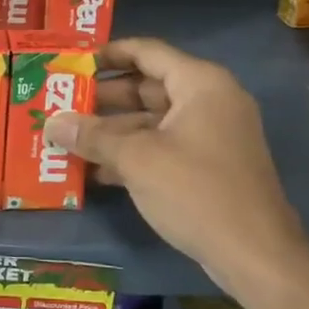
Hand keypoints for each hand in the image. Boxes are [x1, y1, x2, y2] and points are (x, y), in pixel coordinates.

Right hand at [42, 38, 308, 289]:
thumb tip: (52, 122)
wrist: (255, 255)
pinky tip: (95, 171)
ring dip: (113, 130)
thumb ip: (92, 136)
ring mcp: (212, 135)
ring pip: (152, 121)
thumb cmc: (196, 191)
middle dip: (103, 98)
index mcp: (200, 84)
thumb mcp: (136, 159)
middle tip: (61, 104)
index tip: (73, 64)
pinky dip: (133, 153)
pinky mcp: (209, 166)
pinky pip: (164, 147)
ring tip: (68, 138)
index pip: (147, 52)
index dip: (108, 54)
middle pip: (147, 87)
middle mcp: (209, 101)